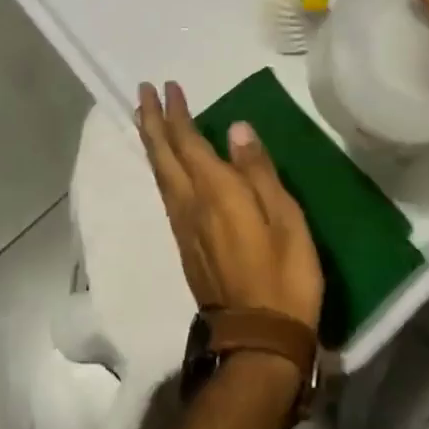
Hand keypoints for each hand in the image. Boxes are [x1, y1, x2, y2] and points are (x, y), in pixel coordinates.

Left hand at [136, 81, 324, 332]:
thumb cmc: (283, 276)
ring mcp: (184, 228)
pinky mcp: (186, 247)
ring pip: (159, 175)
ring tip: (147, 121)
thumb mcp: (286, 219)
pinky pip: (167, 194)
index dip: (175, 113)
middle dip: (151, 121)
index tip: (168, 86)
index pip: (187, 142)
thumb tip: (236, 128)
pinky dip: (161, 168)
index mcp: (216, 192)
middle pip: (162, 156)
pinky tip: (167, 167)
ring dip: (152, 143)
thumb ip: (259, 172)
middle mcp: (190, 205)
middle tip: (142, 92)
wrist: (257, 342)